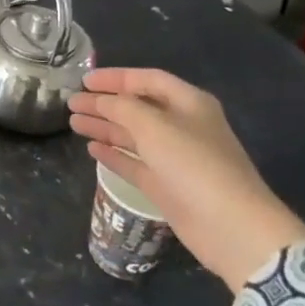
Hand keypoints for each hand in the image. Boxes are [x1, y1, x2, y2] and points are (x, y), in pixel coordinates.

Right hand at [68, 68, 304, 291]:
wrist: (232, 228)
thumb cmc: (194, 164)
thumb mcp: (154, 126)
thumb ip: (121, 107)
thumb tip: (97, 100)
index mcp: (188, 103)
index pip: (147, 80)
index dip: (115, 77)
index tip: (84, 81)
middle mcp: (182, 126)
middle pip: (137, 107)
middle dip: (104, 103)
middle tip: (71, 103)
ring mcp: (174, 158)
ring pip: (133, 135)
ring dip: (104, 127)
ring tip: (73, 123)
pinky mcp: (166, 185)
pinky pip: (134, 163)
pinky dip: (114, 154)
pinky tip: (92, 149)